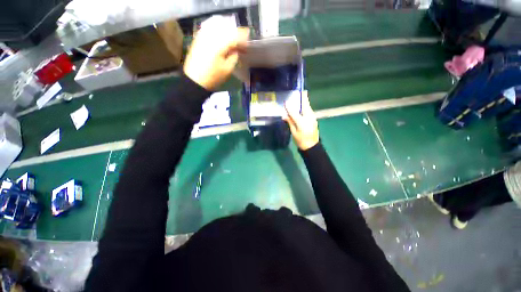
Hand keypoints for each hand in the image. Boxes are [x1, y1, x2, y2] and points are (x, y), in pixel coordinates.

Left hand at [183, 24, 248, 89]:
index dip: (243, 38)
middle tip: (242, 42)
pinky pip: (210, 29)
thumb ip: (234, 57)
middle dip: (236, 34)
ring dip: (228, 32)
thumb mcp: (227, 69)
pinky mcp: (198, 38)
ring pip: (218, 27)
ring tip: (233, 39)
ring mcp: (203, 35)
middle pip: (227, 29)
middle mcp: (211, 36)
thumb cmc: (213, 77)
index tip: (248, 41)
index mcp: (219, 45)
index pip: (234, 36)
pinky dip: (219, 31)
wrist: (195, 80)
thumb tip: (236, 50)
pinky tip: (223, 37)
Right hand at [283, 91, 318, 150]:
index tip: (286, 101)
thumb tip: (284, 115)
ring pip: (307, 107)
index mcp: (302, 121)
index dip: (289, 106)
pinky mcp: (314, 119)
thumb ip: (290, 122)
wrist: (312, 146)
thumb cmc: (301, 140)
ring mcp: (313, 117)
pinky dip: (305, 107)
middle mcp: (309, 117)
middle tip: (299, 91)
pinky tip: (301, 107)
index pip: (294, 111)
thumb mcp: (294, 132)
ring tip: (299, 97)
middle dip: (302, 97)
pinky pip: (308, 111)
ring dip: (304, 101)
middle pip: (305, 105)